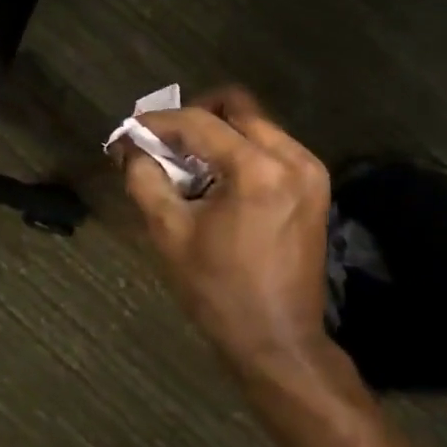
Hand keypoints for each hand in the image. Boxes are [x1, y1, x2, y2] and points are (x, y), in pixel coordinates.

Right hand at [119, 88, 331, 375]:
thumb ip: (145, 180)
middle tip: (165, 143)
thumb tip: (130, 148)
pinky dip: (241, 151)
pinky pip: (272, 147)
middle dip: (194, 117)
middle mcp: (292, 158)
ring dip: (219, 134)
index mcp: (257, 171)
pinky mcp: (316, 185)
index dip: (159, 121)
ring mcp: (310, 171)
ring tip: (190, 165)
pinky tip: (220, 180)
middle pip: (237, 107)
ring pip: (256, 124)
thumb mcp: (170, 234)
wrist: (279, 340)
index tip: (131, 129)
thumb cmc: (218, 291)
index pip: (199, 122)